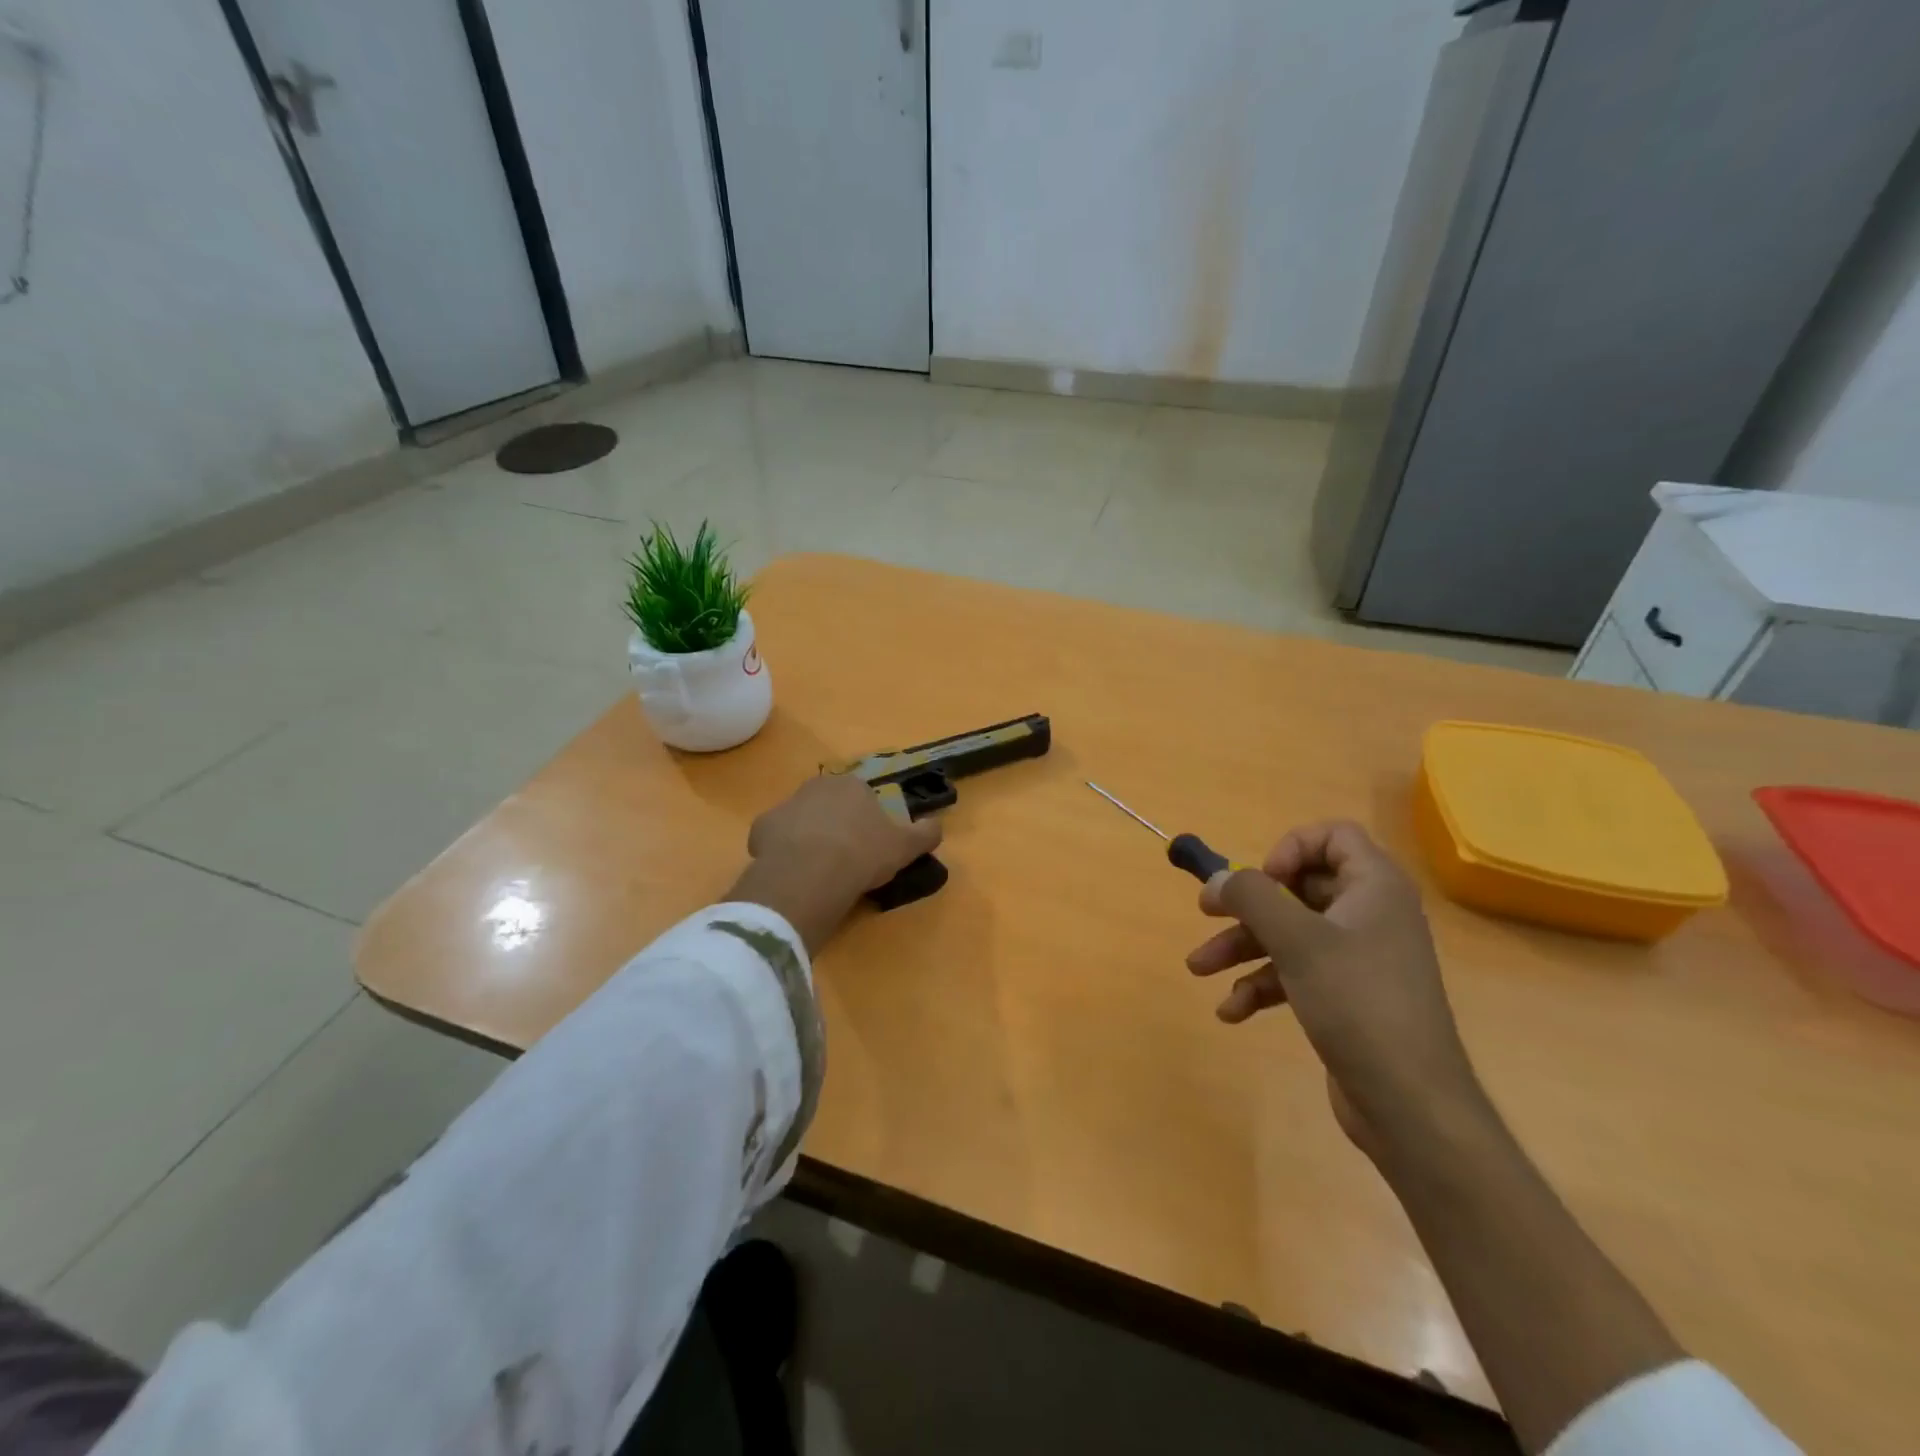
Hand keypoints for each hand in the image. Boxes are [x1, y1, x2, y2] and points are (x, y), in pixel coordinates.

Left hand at [730, 775, 941, 952]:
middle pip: (828, 804)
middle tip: (844, 856)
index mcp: (852, 785)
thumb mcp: (905, 846)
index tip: (869, 844)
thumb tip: (937, 826)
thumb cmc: (863, 853)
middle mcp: (816, 786)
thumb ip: (925, 833)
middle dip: (834, 824)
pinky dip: (782, 851)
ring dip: (807, 836)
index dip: (866, 819)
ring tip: (818, 868)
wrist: (812, 873)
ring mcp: (785, 805)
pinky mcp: (761, 828)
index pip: (862, 795)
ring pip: (800, 819)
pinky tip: (793, 872)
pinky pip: (775, 838)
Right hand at [1185, 821, 1484, 1156]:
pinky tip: (1232, 1011)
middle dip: (1248, 905)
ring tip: (1198, 969)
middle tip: (1206, 912)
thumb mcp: (1297, 940)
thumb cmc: (1357, 1002)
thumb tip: (1218, 879)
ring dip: (1242, 947)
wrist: (1410, 1104)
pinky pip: (1296, 973)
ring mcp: (1359, 959)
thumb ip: (1251, 898)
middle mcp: (1370, 915)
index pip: (1334, 836)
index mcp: (1374, 888)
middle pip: (1300, 887)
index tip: (1263, 880)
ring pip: (1290, 934)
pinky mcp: (1346, 997)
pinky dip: (1263, 985)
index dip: (1292, 848)